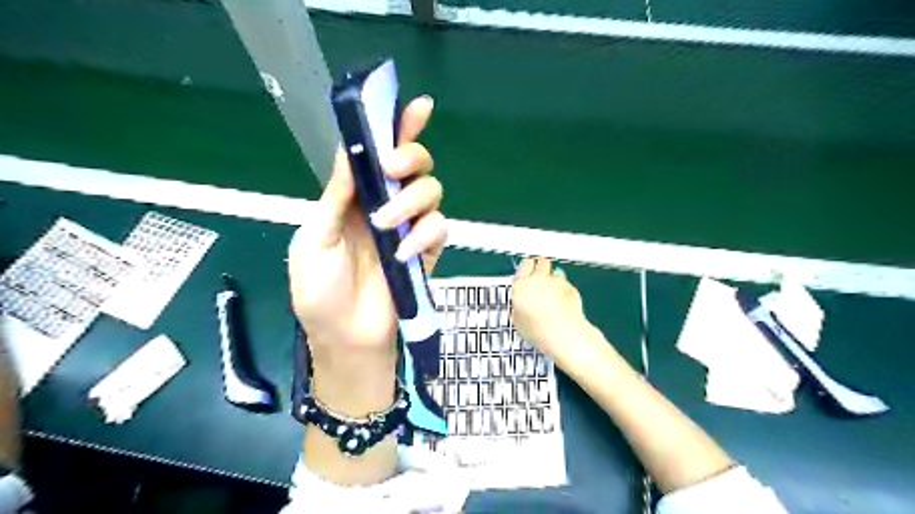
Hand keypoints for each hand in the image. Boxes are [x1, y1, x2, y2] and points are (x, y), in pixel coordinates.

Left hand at [284, 96, 444, 370]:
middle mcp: (385, 206)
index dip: (398, 128)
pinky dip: (425, 235)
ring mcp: (409, 229)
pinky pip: (439, 228)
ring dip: (412, 202)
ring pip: (431, 192)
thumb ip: (336, 195)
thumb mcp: (314, 239)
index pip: (377, 154)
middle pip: (415, 165)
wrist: (345, 337)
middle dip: (410, 158)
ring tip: (387, 227)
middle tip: (392, 170)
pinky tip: (404, 254)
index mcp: (354, 199)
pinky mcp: (426, 252)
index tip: (417, 106)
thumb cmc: (319, 291)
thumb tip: (351, 148)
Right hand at [512, 258, 590, 361]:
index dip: (527, 267)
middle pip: (541, 262)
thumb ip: (519, 306)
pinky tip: (563, 301)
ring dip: (553, 278)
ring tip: (552, 291)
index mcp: (521, 285)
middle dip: (541, 267)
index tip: (528, 270)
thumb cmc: (539, 331)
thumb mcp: (518, 321)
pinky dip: (564, 288)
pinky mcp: (570, 287)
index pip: (525, 264)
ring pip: (555, 271)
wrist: (563, 334)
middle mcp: (538, 279)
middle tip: (541, 276)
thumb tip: (520, 306)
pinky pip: (566, 283)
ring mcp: (556, 282)